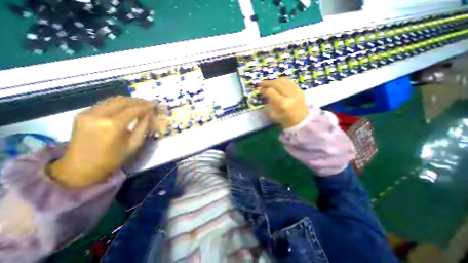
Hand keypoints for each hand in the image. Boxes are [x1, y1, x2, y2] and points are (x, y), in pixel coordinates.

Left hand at [50, 97, 154, 186]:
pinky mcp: (82, 114)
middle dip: (138, 101)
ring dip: (129, 101)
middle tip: (149, 103)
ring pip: (113, 100)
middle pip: (123, 101)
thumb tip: (150, 113)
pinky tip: (125, 109)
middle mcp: (99, 115)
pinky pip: (105, 104)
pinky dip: (118, 104)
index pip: (134, 109)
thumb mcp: (135, 144)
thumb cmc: (113, 158)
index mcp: (114, 125)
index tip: (155, 103)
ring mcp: (88, 113)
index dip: (147, 105)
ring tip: (139, 105)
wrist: (80, 168)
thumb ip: (144, 126)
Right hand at [258, 77, 309, 126]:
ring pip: (284, 80)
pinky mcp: (300, 90)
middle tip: (261, 84)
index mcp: (282, 103)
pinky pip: (289, 82)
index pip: (271, 92)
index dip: (263, 89)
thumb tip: (265, 93)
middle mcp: (289, 95)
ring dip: (275, 81)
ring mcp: (296, 91)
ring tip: (269, 83)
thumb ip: (269, 103)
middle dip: (267, 82)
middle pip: (277, 83)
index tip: (259, 90)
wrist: (301, 121)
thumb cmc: (285, 120)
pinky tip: (278, 84)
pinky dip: (282, 81)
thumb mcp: (274, 114)